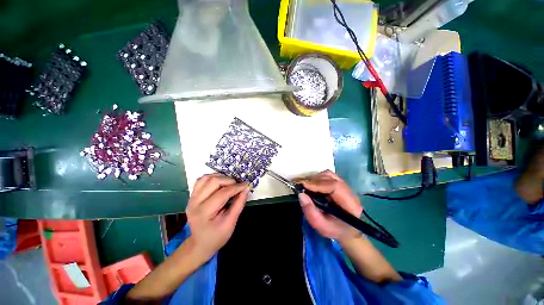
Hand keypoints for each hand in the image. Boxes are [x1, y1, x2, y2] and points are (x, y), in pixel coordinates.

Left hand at [186, 173, 249, 260]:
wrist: (200, 244)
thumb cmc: (217, 236)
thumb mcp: (231, 223)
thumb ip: (239, 204)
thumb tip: (246, 189)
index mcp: (204, 212)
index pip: (222, 193)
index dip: (236, 187)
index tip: (246, 185)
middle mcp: (195, 202)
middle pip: (213, 182)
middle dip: (229, 180)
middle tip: (238, 186)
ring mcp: (191, 198)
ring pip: (206, 178)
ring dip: (220, 177)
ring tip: (230, 183)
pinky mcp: (192, 196)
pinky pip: (201, 180)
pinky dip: (212, 178)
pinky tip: (220, 183)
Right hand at [297, 170, 362, 242]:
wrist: (346, 230)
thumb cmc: (334, 230)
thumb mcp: (321, 226)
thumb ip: (310, 212)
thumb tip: (301, 194)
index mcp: (350, 204)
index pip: (335, 186)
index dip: (318, 184)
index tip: (304, 185)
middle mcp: (349, 192)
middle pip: (331, 178)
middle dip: (314, 180)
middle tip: (301, 186)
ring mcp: (345, 186)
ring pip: (329, 175)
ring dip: (315, 178)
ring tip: (307, 186)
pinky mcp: (339, 184)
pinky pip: (328, 176)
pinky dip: (318, 178)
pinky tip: (313, 185)